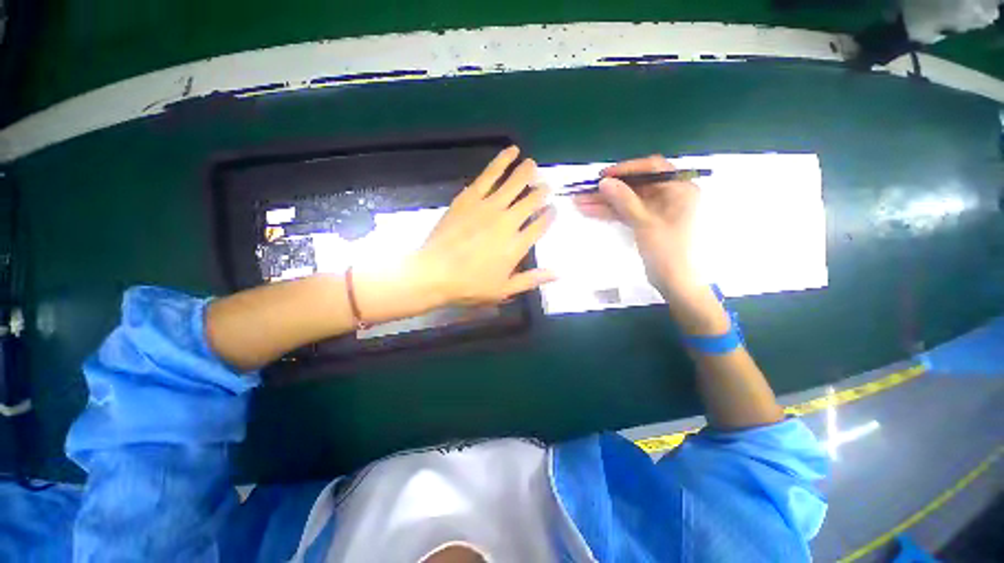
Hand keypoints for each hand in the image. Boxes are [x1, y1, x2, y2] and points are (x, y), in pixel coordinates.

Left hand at [414, 146, 556, 305]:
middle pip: (531, 201)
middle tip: (546, 186)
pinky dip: (502, 161)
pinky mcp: (470, 198)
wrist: (435, 273)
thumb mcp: (504, 289)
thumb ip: (532, 279)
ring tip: (533, 164)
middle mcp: (508, 222)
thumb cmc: (470, 286)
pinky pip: (489, 175)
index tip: (553, 208)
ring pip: (514, 183)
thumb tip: (558, 274)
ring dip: (527, 172)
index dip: (550, 215)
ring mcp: (489, 207)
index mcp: (517, 245)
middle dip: (542, 192)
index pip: (541, 225)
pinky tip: (511, 152)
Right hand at [573, 155, 699, 294]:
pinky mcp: (646, 223)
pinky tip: (590, 211)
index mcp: (680, 188)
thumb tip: (604, 182)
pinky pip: (627, 213)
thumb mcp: (645, 223)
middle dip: (608, 190)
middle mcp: (669, 195)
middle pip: (635, 186)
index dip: (626, 169)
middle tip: (584, 191)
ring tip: (579, 202)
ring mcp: (656, 210)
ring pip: (627, 201)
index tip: (603, 176)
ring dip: (604, 202)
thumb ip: (624, 200)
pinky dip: (610, 212)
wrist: (676, 283)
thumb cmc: (668, 251)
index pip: (651, 168)